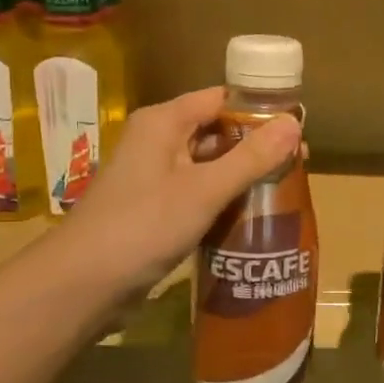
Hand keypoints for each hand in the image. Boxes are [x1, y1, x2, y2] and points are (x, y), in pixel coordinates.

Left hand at [63, 87, 301, 295]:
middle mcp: (157, 142)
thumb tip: (295, 123)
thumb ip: (251, 158)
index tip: (299, 127)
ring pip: (208, 165)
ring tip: (285, 188)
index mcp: (163, 123)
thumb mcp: (204, 190)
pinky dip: (223, 200)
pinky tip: (252, 215)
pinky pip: (197, 193)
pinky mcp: (154, 209)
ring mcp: (154, 177)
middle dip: (256, 146)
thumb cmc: (144, 226)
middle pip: (216, 132)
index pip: (220, 99)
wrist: (84, 283)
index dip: (259, 110)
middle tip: (299, 164)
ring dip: (242, 175)